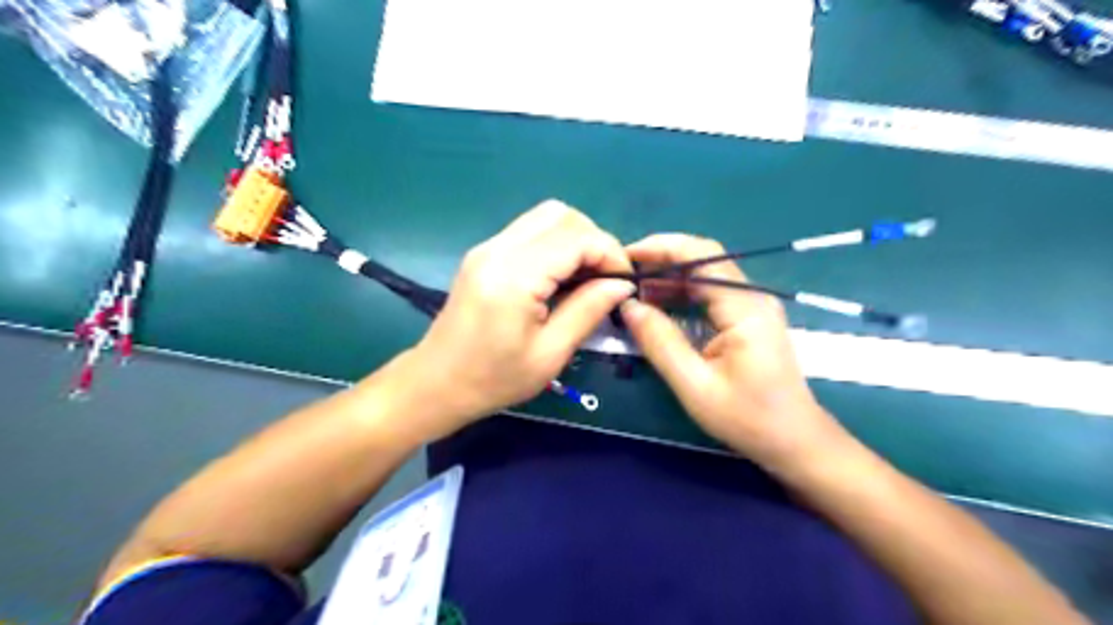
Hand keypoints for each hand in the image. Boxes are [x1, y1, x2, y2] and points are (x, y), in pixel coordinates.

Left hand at [402, 199, 628, 439]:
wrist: (437, 383)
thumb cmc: (494, 379)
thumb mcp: (550, 354)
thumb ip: (588, 310)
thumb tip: (622, 284)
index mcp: (513, 277)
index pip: (575, 238)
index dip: (609, 253)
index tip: (625, 281)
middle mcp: (498, 249)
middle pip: (560, 215)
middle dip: (593, 239)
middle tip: (605, 277)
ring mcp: (487, 247)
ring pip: (545, 216)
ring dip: (575, 238)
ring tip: (587, 276)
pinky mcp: (484, 253)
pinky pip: (530, 230)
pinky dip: (555, 243)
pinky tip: (562, 275)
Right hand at [623, 235, 849, 473]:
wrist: (794, 441)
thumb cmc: (748, 418)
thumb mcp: (695, 385)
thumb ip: (660, 342)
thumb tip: (628, 306)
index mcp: (744, 307)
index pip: (700, 257)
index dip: (659, 249)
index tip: (623, 258)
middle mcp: (751, 296)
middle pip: (703, 260)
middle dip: (660, 260)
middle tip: (622, 275)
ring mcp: (752, 306)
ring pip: (705, 276)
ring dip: (669, 277)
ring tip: (632, 289)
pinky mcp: (747, 319)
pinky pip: (710, 294)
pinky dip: (681, 294)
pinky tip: (657, 304)